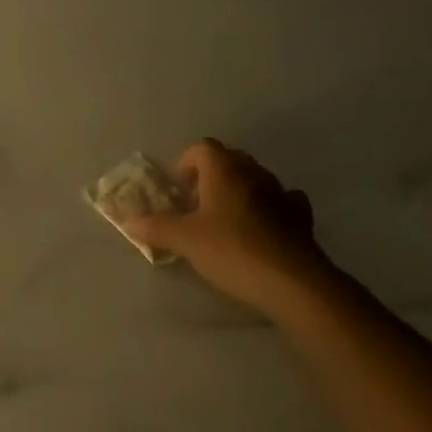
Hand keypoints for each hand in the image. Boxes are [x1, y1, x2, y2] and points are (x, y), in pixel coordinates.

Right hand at [127, 139, 329, 311]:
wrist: (294, 283)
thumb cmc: (232, 250)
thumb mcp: (184, 240)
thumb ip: (156, 227)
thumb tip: (129, 222)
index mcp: (224, 170)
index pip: (202, 148)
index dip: (185, 163)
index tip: (178, 190)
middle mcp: (254, 174)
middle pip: (230, 159)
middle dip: (211, 176)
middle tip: (196, 204)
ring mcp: (282, 194)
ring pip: (256, 179)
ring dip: (239, 191)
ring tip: (226, 220)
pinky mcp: (302, 219)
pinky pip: (282, 202)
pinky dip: (269, 208)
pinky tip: (262, 229)